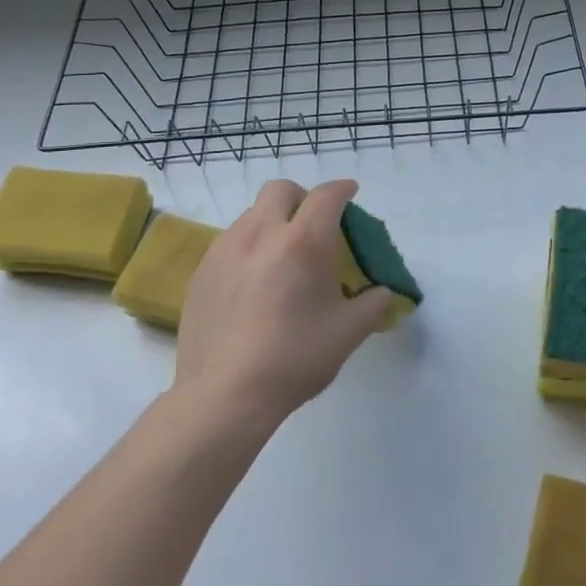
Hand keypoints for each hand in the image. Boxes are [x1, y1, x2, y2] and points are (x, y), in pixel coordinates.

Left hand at [174, 179, 395, 424]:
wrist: (224, 396)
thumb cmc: (295, 359)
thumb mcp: (349, 333)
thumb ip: (374, 304)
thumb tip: (383, 292)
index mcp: (303, 242)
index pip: (326, 196)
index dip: (342, 189)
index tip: (351, 193)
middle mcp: (261, 234)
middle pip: (281, 190)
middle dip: (303, 197)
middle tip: (314, 224)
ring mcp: (225, 250)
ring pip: (252, 214)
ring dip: (273, 221)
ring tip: (282, 255)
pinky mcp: (202, 271)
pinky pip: (230, 241)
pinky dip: (249, 245)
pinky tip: (254, 281)